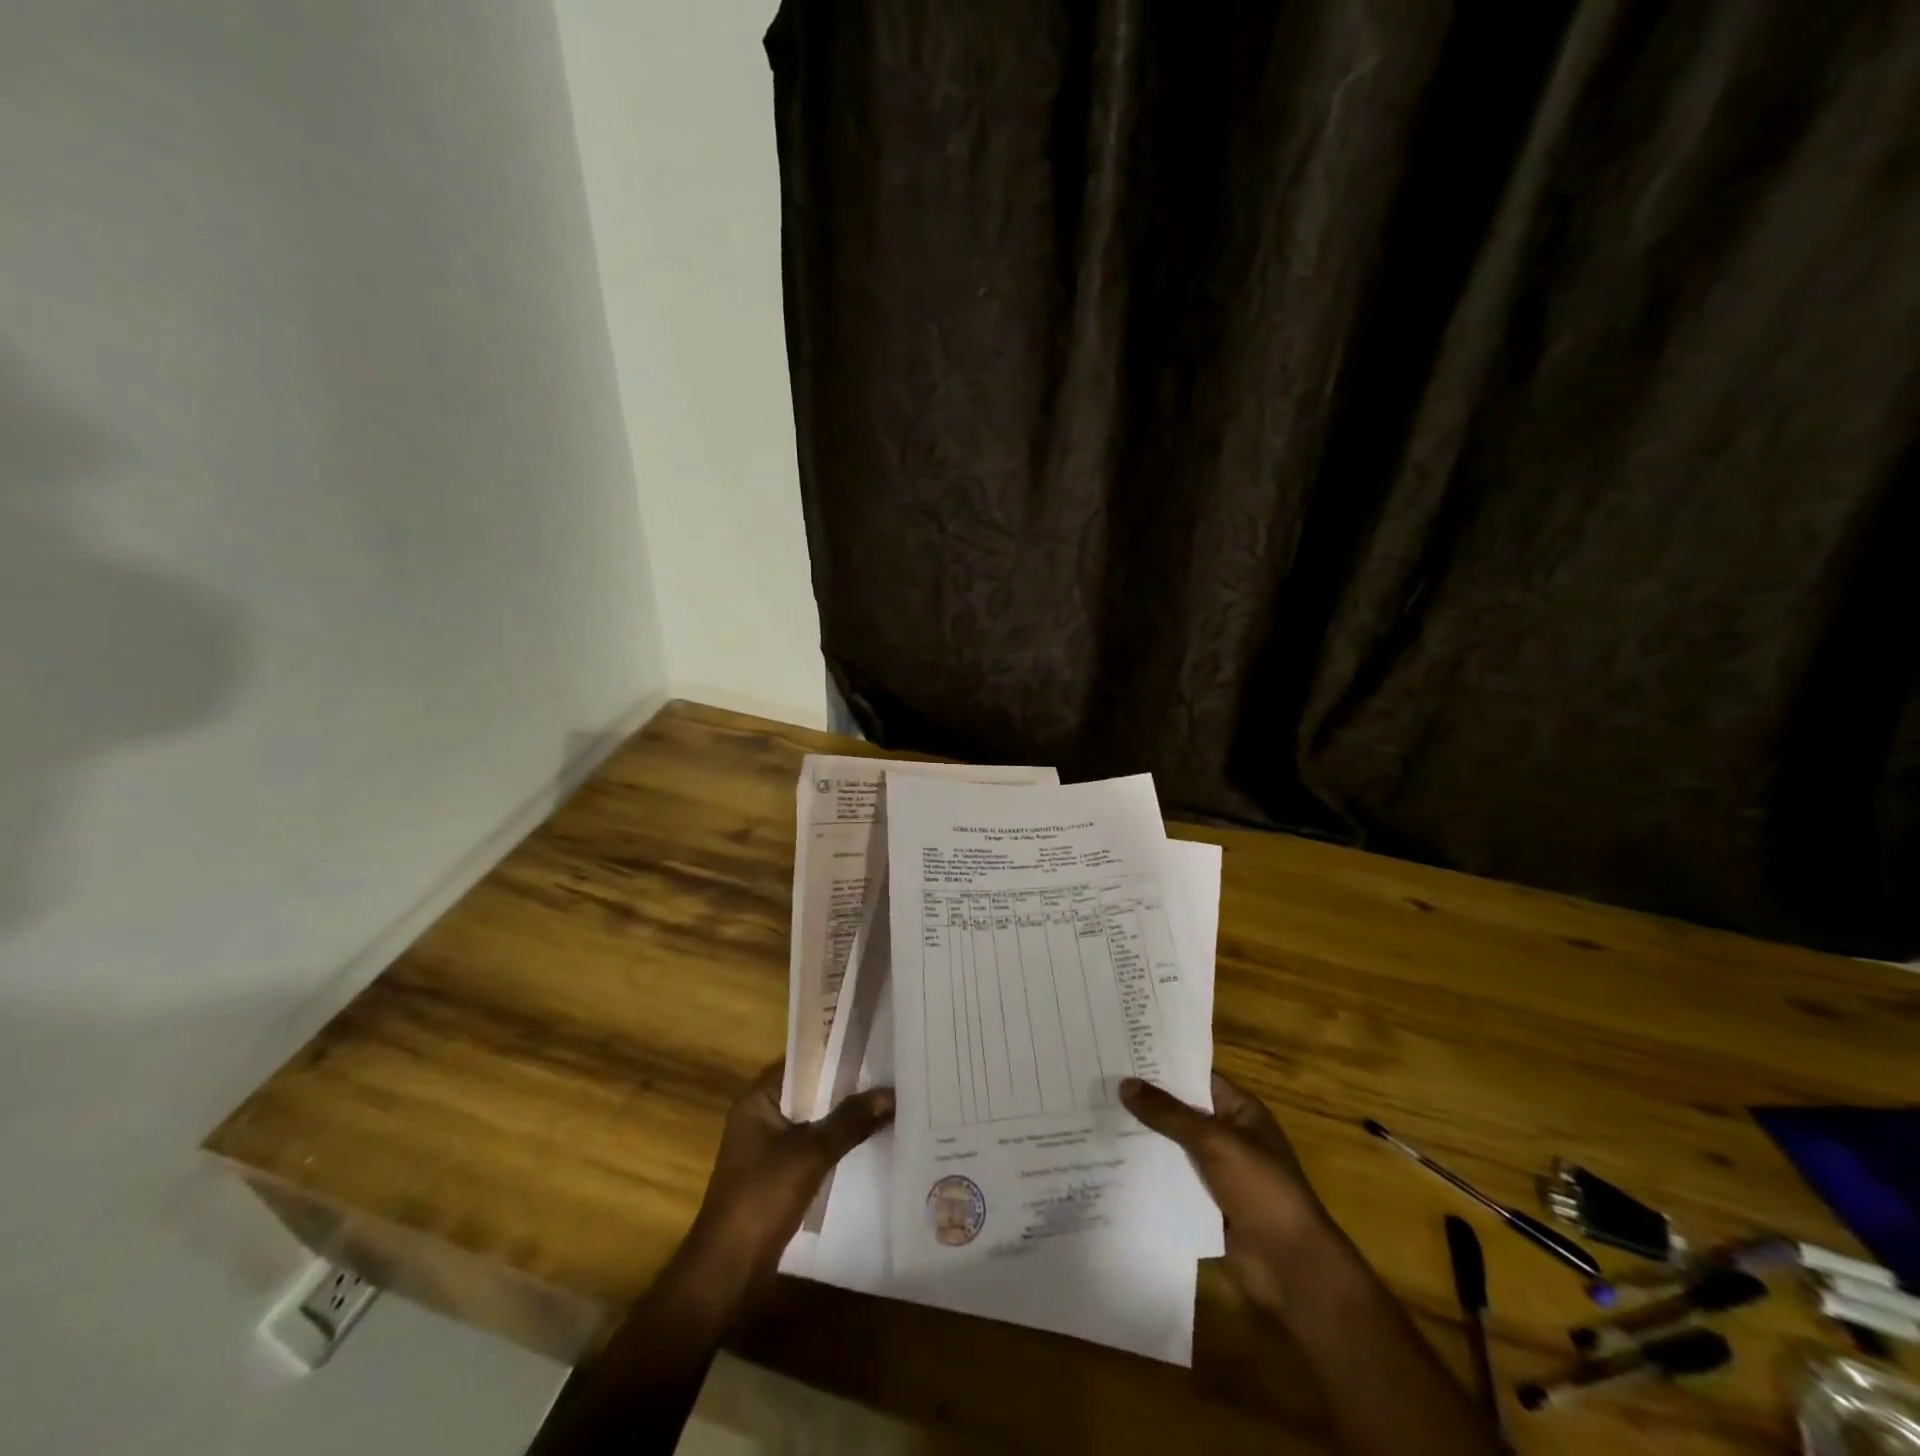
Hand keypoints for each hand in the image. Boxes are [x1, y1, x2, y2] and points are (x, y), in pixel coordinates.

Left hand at [679, 1061, 893, 1299]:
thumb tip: (891, 1092)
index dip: (837, 1053)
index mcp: (757, 1100)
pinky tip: (870, 1142)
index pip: (803, 1062)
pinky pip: (814, 1148)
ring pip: (814, 1121)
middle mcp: (761, 1117)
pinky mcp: (779, 1177)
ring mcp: (769, 1149)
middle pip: (811, 1092)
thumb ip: (849, 1121)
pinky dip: (837, 1144)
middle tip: (890, 1073)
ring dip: (844, 1118)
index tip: (875, 1045)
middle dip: (847, 1087)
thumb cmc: (760, 1199)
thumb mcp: (810, 1154)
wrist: (728, 1274)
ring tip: (888, 1103)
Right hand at [1121, 1071, 1329, 1311]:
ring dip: (1141, 1138)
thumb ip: (1169, 1114)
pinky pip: (1171, 1180)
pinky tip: (1109, 1163)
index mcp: (1239, 1111)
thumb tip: (1125, 1083)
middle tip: (1097, 1081)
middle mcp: (1227, 1135)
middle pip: (1179, 1111)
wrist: (1292, 1268)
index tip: (1120, 1051)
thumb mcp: (1214, 1142)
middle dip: (1144, 1101)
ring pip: (1171, 1147)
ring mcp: (1216, 1172)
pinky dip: (1147, 1174)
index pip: (1195, 1076)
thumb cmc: (1262, 1191)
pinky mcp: (1205, 1204)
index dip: (1161, 1065)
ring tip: (1093, 1117)